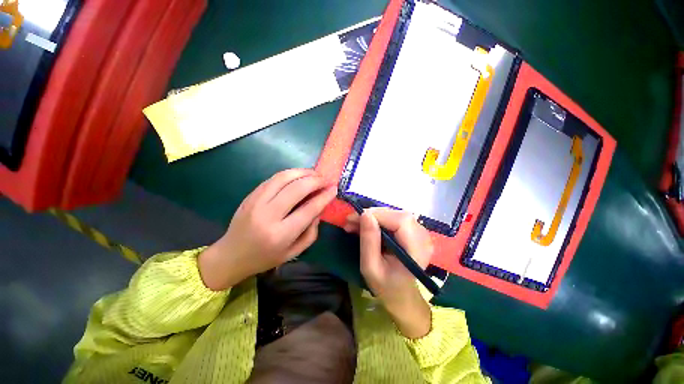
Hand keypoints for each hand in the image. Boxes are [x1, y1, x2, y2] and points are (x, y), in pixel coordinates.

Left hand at [199, 169, 335, 290]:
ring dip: (303, 172)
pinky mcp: (251, 195)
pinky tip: (299, 175)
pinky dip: (290, 173)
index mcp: (281, 234)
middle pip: (297, 188)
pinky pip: (274, 178)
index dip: (324, 196)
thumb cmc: (266, 258)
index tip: (334, 189)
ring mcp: (256, 202)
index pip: (309, 209)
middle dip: (316, 180)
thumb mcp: (294, 252)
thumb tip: (319, 208)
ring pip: (284, 177)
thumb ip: (311, 232)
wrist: (231, 255)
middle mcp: (268, 215)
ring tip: (315, 173)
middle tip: (326, 179)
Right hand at [344, 208, 433, 338]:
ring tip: (355, 224)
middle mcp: (423, 237)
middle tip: (351, 221)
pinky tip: (365, 226)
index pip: (400, 220)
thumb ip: (368, 240)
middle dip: (372, 215)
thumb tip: (364, 214)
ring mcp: (419, 233)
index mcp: (417, 249)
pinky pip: (393, 219)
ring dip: (373, 217)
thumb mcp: (370, 267)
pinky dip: (377, 220)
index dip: (377, 215)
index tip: (355, 218)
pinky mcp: (412, 231)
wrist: (401, 296)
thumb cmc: (386, 287)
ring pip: (394, 214)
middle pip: (397, 215)